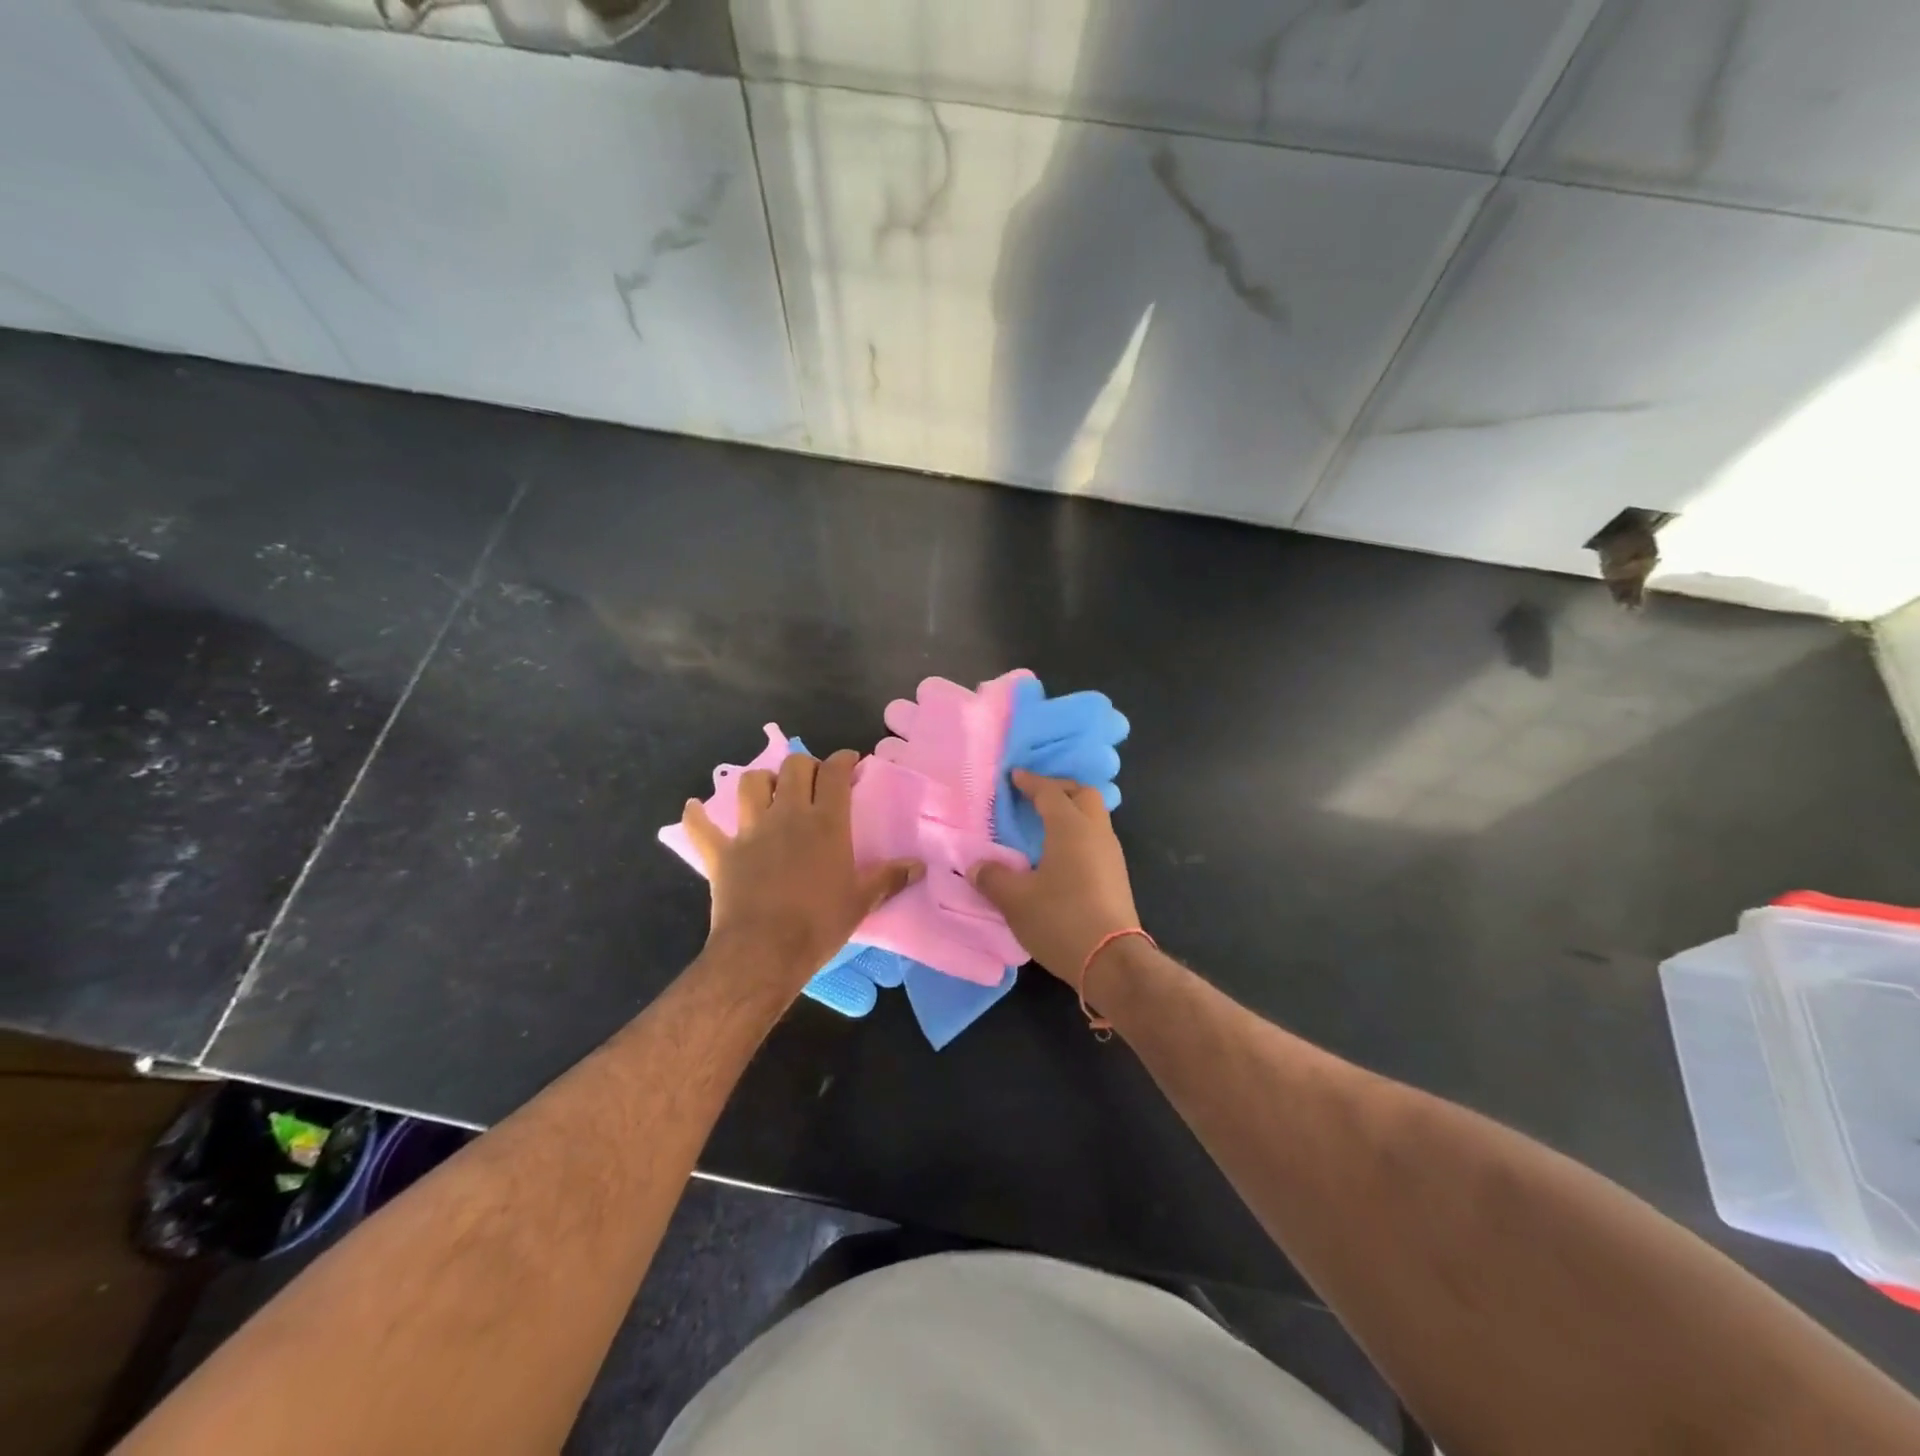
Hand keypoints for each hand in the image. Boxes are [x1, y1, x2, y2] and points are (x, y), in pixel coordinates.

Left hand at [679, 750, 921, 985]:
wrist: (764, 951)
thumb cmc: (819, 924)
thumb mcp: (861, 901)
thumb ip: (889, 878)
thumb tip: (919, 866)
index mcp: (826, 822)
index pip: (835, 773)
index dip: (843, 760)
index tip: (850, 761)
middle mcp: (788, 815)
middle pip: (794, 767)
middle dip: (806, 765)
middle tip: (813, 780)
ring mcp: (751, 831)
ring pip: (751, 784)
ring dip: (761, 781)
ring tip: (769, 792)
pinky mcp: (721, 853)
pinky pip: (701, 828)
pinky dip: (697, 817)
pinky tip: (695, 809)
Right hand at [968, 770, 1141, 983]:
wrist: (1112, 961)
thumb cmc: (1061, 920)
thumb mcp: (1016, 901)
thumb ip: (993, 877)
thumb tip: (976, 866)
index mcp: (1071, 828)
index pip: (1049, 792)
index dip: (1030, 782)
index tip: (1014, 777)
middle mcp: (1096, 832)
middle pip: (1082, 794)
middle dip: (1059, 789)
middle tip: (1034, 797)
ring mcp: (1112, 854)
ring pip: (1094, 816)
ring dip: (1072, 811)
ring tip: (1045, 824)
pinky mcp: (1118, 875)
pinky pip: (1097, 838)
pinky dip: (1079, 833)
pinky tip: (1061, 853)